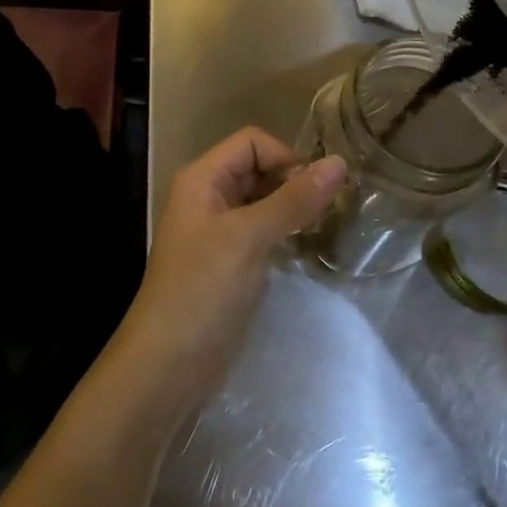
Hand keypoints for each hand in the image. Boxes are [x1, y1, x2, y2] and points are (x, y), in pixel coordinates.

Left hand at [120, 129, 346, 395]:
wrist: (168, 365)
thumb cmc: (203, 290)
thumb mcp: (249, 238)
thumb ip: (293, 200)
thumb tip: (339, 162)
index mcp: (202, 178)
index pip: (252, 142)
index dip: (286, 157)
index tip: (318, 189)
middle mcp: (207, 196)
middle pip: (257, 169)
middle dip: (293, 182)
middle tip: (330, 210)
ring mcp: (216, 230)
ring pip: (262, 201)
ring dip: (292, 208)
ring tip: (325, 227)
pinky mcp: (227, 261)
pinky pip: (260, 231)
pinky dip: (283, 233)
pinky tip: (305, 248)